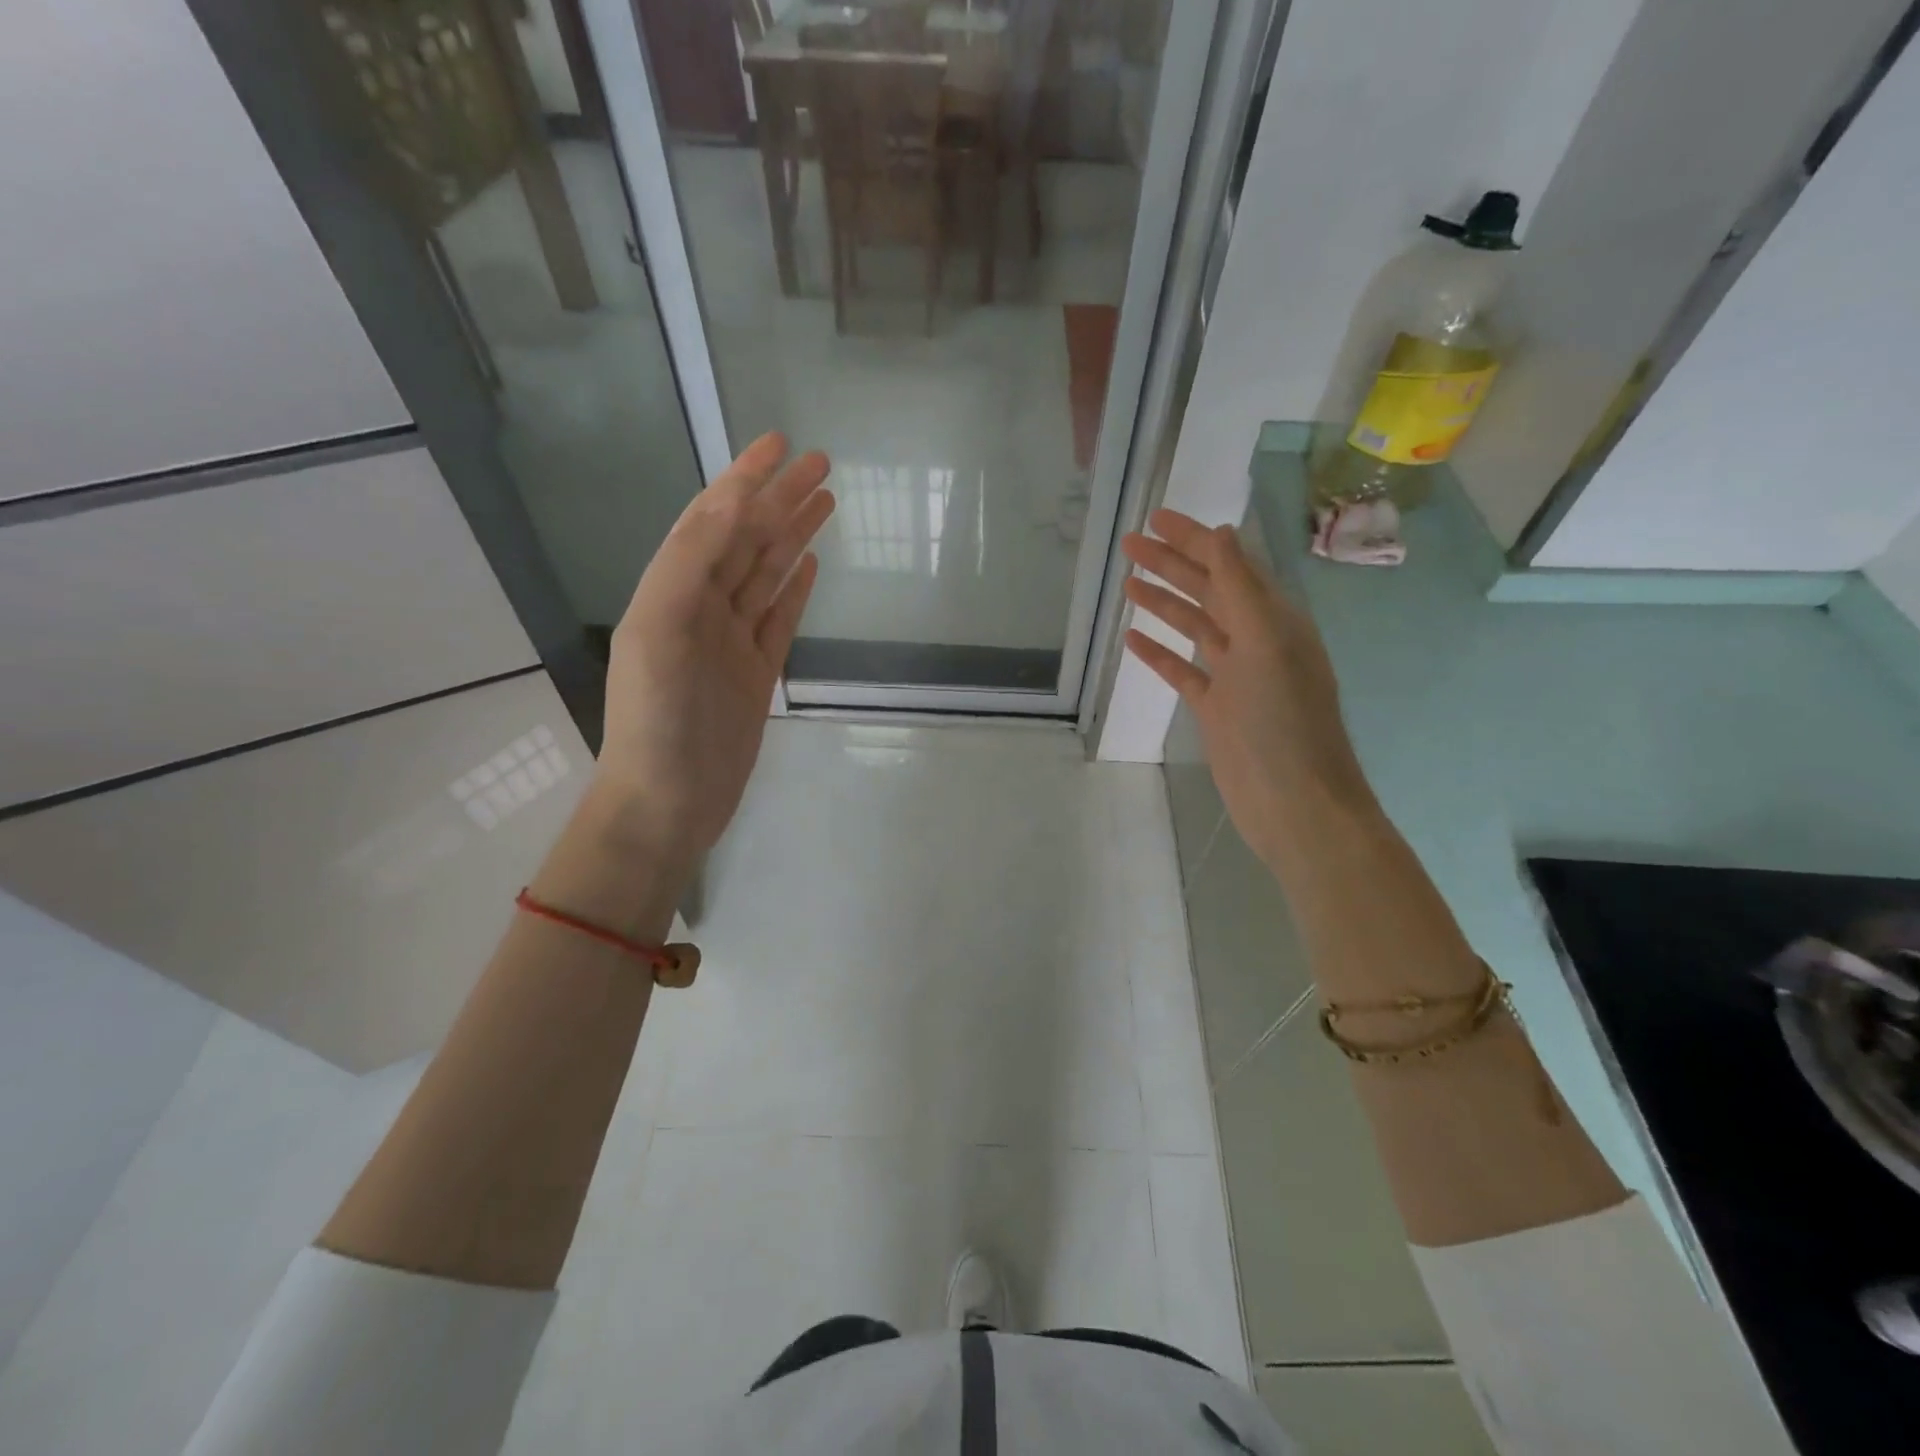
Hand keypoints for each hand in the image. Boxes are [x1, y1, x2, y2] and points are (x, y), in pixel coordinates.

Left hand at [594, 433, 834, 864]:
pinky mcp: (757, 674)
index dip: (742, 478)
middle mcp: (701, 608)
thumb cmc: (658, 719)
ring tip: (827, 502)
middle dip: (779, 500)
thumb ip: (691, 563)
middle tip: (821, 464)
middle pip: (746, 541)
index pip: (711, 520)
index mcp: (671, 591)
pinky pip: (779, 620)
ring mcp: (731, 642)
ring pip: (767, 575)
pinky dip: (796, 590)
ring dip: (793, 537)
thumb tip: (734, 504)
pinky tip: (812, 565)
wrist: (668, 801)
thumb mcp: (660, 631)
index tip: (778, 443)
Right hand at [1121, 509, 1375, 865]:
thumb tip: (1221, 533)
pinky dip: (1159, 654)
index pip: (1230, 565)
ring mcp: (1234, 677)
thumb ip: (1241, 588)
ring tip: (1128, 582)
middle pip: (1208, 591)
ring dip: (1163, 603)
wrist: (1294, 802)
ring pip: (1193, 628)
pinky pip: (1182, 671)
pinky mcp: (1216, 709)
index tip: (1157, 518)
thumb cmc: (1284, 721)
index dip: (1195, 539)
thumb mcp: (1266, 644)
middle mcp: (1256, 641)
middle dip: (1172, 564)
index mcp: (1275, 619)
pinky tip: (1134, 640)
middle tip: (1130, 543)